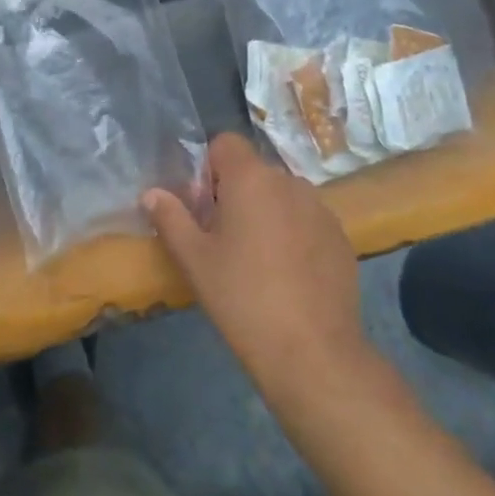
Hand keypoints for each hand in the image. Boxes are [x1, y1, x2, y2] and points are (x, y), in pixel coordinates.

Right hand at [144, 134, 373, 411]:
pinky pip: (307, 221)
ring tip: (257, 260)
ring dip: (266, 213)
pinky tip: (287, 277)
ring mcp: (321, 210)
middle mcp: (290, 182)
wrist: (312, 352)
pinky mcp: (342, 239)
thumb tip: (152, 194)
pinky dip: (294, 235)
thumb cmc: (242, 297)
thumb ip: (170, 218)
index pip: (226, 143)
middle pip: (254, 171)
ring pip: (282, 196)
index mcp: (251, 178)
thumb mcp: (194, 259)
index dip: (209, 169)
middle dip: (235, 194)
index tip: (203, 208)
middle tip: (222, 239)